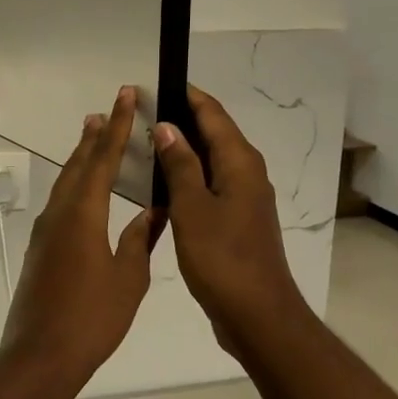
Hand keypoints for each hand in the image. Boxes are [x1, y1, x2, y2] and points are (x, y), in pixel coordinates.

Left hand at [1, 87, 157, 385]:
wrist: (41, 354)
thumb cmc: (92, 318)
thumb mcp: (129, 279)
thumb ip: (139, 240)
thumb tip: (153, 212)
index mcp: (84, 214)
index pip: (103, 159)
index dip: (117, 127)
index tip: (126, 97)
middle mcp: (60, 214)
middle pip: (79, 165)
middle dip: (95, 136)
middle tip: (108, 110)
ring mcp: (45, 232)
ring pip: (66, 184)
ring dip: (81, 159)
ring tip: (94, 138)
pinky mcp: (40, 250)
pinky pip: (60, 204)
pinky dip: (75, 186)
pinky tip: (84, 194)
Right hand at [153, 85, 312, 357]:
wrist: (257, 314)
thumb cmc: (222, 258)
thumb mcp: (193, 209)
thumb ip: (180, 166)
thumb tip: (168, 127)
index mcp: (240, 163)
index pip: (213, 114)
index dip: (186, 95)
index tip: (154, 83)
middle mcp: (247, 174)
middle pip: (214, 134)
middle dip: (181, 120)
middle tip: (141, 114)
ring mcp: (244, 199)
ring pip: (211, 162)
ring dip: (182, 151)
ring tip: (144, 144)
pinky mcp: (237, 222)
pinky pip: (210, 187)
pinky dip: (188, 178)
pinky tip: (162, 187)